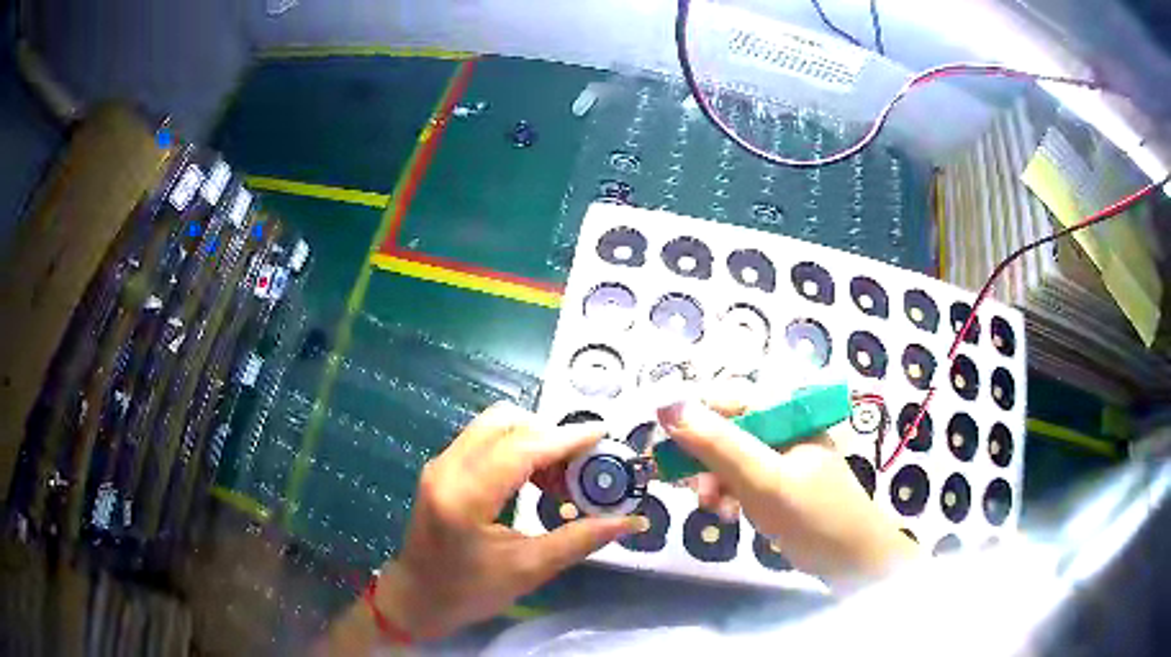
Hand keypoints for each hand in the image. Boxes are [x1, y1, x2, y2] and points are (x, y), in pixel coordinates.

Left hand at [372, 402, 641, 640]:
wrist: (416, 597)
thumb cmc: (468, 591)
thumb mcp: (528, 570)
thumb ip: (580, 540)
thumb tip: (630, 521)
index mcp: (465, 496)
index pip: (521, 448)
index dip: (565, 438)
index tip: (603, 434)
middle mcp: (447, 468)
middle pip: (504, 421)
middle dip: (548, 433)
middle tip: (580, 464)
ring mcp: (440, 464)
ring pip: (493, 424)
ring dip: (532, 438)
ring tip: (559, 475)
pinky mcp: (441, 468)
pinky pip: (483, 439)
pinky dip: (515, 446)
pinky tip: (534, 478)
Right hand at [658, 401, 916, 588]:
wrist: (852, 559)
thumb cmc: (813, 515)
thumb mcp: (762, 479)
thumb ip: (717, 443)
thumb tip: (666, 404)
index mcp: (786, 411)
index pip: (726, 396)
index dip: (690, 417)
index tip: (663, 448)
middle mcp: (782, 426)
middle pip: (724, 427)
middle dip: (701, 458)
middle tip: (688, 487)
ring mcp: (780, 455)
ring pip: (728, 456)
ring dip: (712, 481)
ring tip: (713, 509)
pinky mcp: (777, 482)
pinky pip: (740, 478)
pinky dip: (727, 495)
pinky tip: (728, 515)